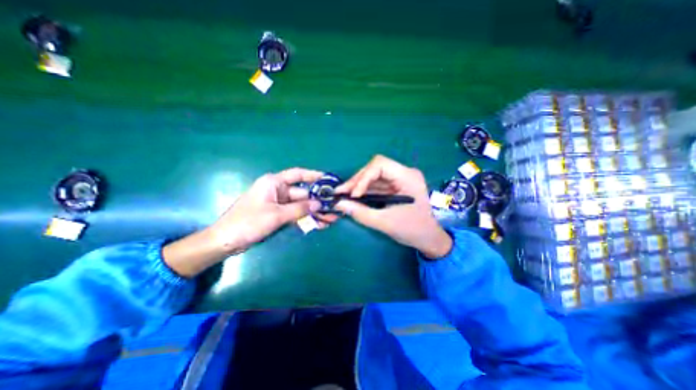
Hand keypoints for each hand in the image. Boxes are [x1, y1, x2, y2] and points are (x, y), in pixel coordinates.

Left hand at [164, 167, 322, 276]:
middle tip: (333, 207)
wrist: (226, 241)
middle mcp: (278, 190)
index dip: (314, 175)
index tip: (328, 179)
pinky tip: (318, 224)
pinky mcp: (278, 214)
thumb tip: (319, 204)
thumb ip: (299, 209)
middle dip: (317, 201)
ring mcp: (279, 203)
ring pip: (301, 205)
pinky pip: (296, 214)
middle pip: (302, 193)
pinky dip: (306, 219)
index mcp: (274, 183)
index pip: (298, 174)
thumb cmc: (248, 222)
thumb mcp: (276, 215)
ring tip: (330, 219)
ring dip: (314, 212)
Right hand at [335, 156, 453, 258]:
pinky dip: (365, 190)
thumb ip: (360, 212)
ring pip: (374, 176)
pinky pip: (377, 184)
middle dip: (357, 181)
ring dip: (358, 185)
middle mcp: (404, 173)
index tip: (353, 194)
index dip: (363, 177)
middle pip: (375, 168)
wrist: (429, 239)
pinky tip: (354, 197)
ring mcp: (400, 179)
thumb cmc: (412, 230)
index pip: (380, 164)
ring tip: (343, 195)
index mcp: (407, 177)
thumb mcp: (384, 222)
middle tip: (341, 192)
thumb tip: (338, 204)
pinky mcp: (396, 186)